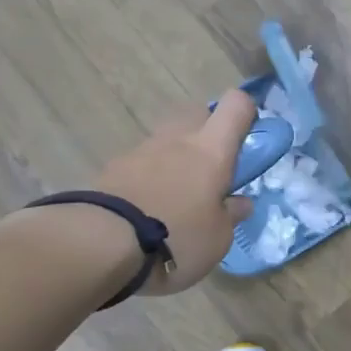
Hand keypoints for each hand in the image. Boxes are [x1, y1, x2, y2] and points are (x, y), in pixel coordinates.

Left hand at [90, 89, 257, 294]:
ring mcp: (141, 151)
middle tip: (211, 170)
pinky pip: (140, 164)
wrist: (102, 245)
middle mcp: (177, 139)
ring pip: (166, 140)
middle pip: (196, 114)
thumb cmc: (177, 238)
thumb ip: (230, 215)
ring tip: (175, 199)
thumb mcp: (218, 238)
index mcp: (211, 150)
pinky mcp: (112, 169)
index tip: (248, 137)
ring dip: (175, 158)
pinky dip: (147, 178)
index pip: (236, 105)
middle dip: (207, 132)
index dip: (246, 113)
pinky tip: (146, 210)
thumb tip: (239, 202)